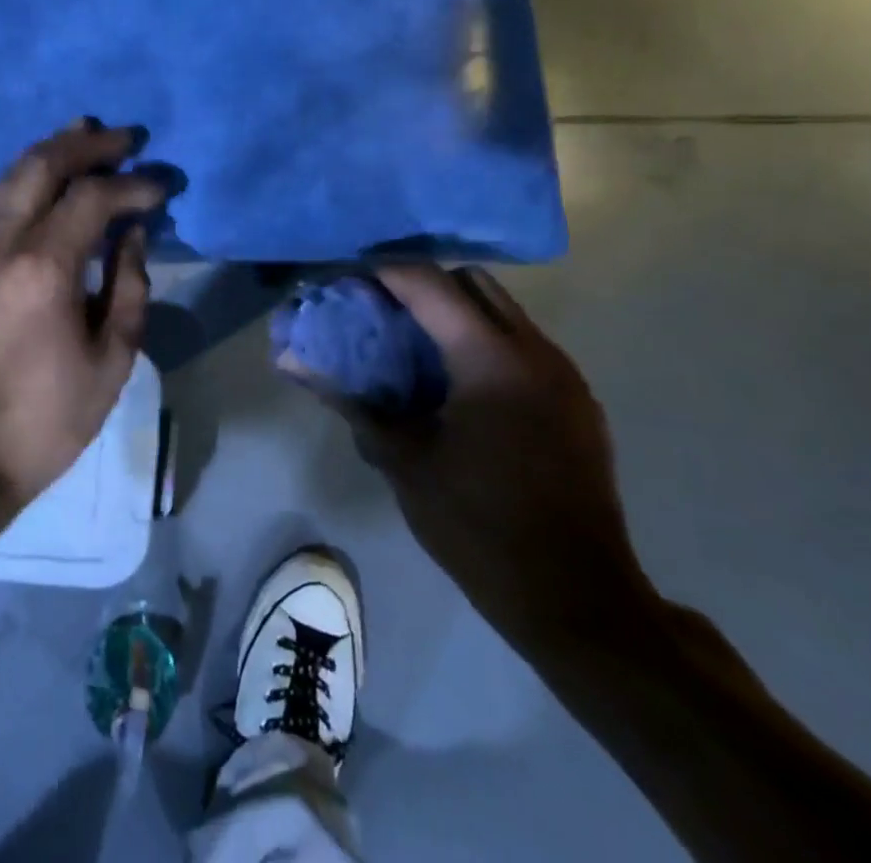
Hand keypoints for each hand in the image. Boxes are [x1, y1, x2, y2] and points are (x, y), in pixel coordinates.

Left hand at [0, 119, 166, 511]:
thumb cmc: (47, 418)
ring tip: (86, 134)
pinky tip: (50, 180)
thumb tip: (134, 234)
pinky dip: (28, 177)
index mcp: (44, 268)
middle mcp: (3, 244)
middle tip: (126, 137)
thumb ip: (129, 287)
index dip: (133, 185)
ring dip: (50, 150)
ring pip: (10, 176)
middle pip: (41, 166)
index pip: (92, 198)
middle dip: (86, 145)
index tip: (163, 186)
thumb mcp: (111, 360)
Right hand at [342, 265, 659, 651]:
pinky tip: (457, 383)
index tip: (346, 280)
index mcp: (489, 359)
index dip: (381, 272)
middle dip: (423, 283)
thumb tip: (293, 361)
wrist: (577, 600)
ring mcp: (564, 374)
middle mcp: (534, 351)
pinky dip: (484, 341)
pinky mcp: (577, 399)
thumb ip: (351, 400)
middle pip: (471, 281)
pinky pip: (523, 343)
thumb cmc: (477, 526)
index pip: (427, 282)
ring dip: (456, 312)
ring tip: (414, 345)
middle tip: (382, 311)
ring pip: (503, 310)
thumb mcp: (402, 461)